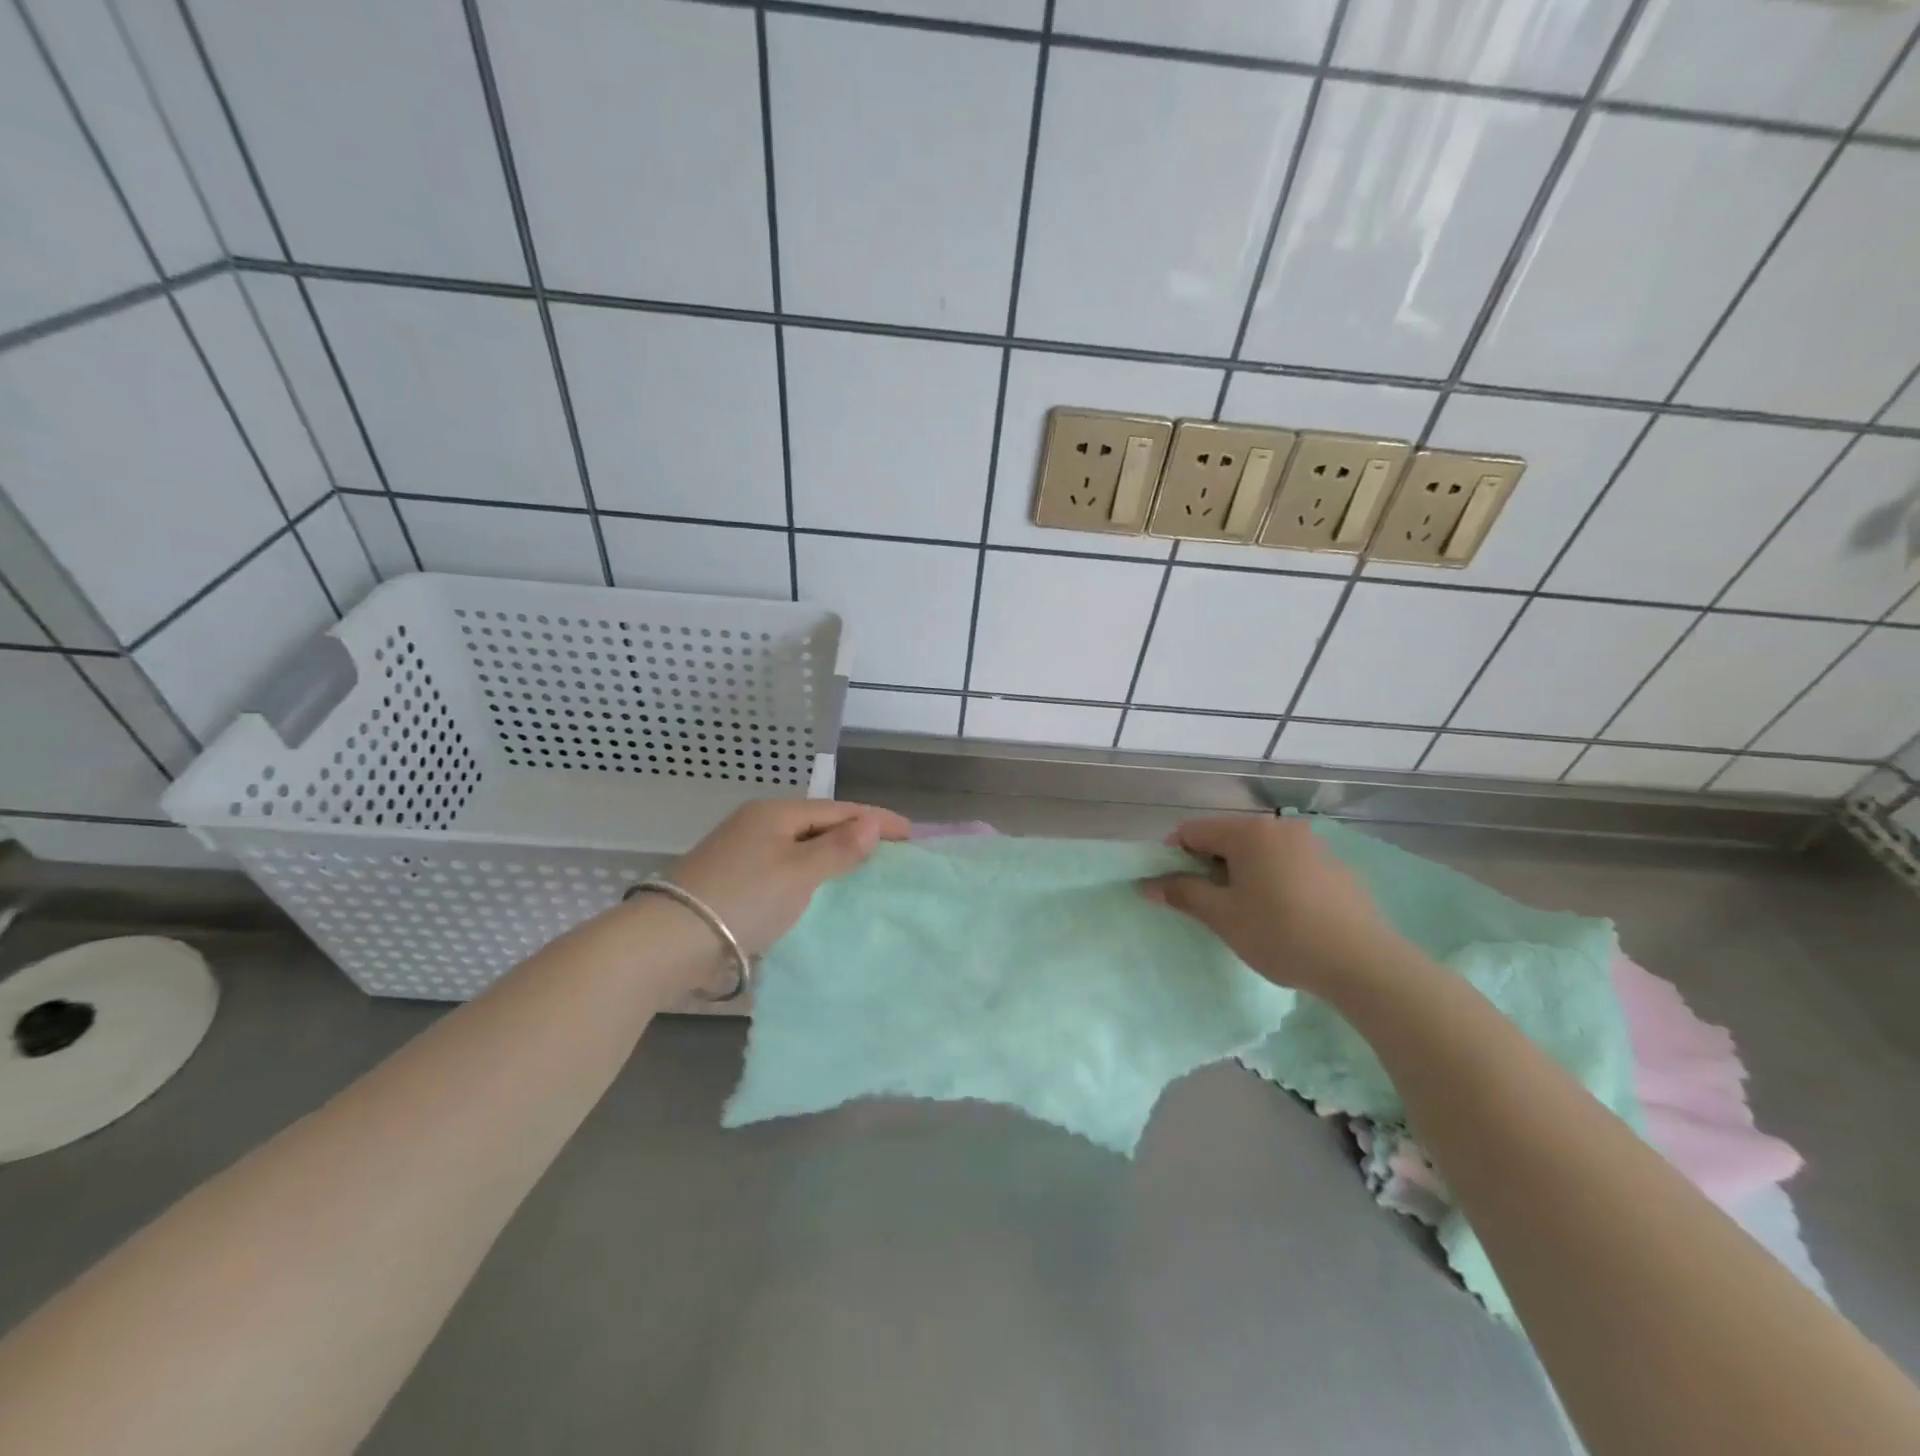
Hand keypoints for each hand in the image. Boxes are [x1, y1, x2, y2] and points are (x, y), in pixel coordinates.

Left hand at [665, 799, 911, 956]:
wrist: (669, 940)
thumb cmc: (744, 898)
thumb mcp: (799, 873)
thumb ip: (838, 848)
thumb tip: (872, 824)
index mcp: (776, 813)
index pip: (839, 810)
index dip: (877, 820)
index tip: (911, 835)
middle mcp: (758, 824)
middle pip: (819, 825)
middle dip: (856, 836)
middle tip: (892, 854)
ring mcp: (741, 851)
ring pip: (801, 848)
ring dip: (833, 857)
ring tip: (864, 872)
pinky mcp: (732, 879)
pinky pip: (785, 868)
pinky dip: (810, 876)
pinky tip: (821, 892)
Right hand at [1140, 816, 1409, 997]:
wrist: (1364, 963)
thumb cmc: (1281, 934)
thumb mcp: (1223, 917)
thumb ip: (1183, 893)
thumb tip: (1148, 883)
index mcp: (1248, 832)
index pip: (1192, 831)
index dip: (1174, 857)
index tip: (1174, 890)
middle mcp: (1280, 827)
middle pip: (1226, 838)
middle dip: (1209, 866)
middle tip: (1210, 906)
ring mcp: (1311, 844)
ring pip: (1258, 852)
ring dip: (1241, 874)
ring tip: (1246, 913)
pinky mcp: (1334, 866)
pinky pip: (1287, 863)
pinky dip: (1272, 880)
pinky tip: (1283, 915)